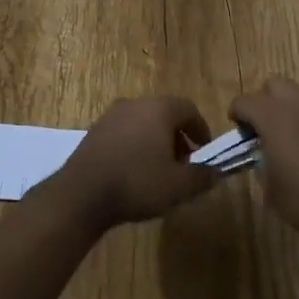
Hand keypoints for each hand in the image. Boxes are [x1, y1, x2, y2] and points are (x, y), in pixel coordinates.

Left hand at [52, 96, 214, 227]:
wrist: (82, 194)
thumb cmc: (137, 183)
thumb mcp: (179, 186)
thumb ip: (203, 177)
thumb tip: (216, 172)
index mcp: (158, 109)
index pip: (188, 108)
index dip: (201, 129)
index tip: (205, 151)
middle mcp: (134, 104)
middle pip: (164, 114)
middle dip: (177, 137)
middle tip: (184, 164)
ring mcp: (110, 116)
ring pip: (142, 123)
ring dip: (155, 142)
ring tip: (159, 171)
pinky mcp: (93, 132)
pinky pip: (123, 133)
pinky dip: (135, 146)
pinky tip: (133, 173)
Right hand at [231, 78, 298, 250]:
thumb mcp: (270, 188)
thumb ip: (261, 162)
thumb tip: (264, 153)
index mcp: (274, 117)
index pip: (245, 101)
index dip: (237, 114)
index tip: (240, 133)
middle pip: (275, 85)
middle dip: (265, 101)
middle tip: (264, 129)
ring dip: (290, 110)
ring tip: (291, 140)